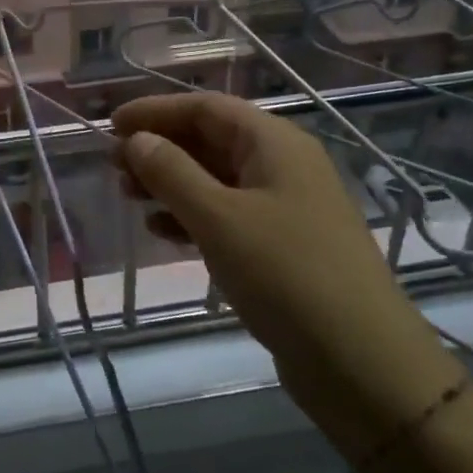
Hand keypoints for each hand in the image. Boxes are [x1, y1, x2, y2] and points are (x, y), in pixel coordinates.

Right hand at [112, 93, 462, 457]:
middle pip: (211, 139)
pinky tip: (161, 231)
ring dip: (171, 182)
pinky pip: (228, 214)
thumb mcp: (218, 218)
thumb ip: (171, 172)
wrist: (363, 364)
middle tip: (114, 166)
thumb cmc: (286, 275)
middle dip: (160, 147)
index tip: (110, 125)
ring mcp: (286, 207)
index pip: (206, 108)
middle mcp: (283, 164)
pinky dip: (192, 216)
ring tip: (128, 196)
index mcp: (274, 142)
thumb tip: (136, 140)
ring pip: (216, 178)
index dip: (156, 111)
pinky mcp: (284, 246)